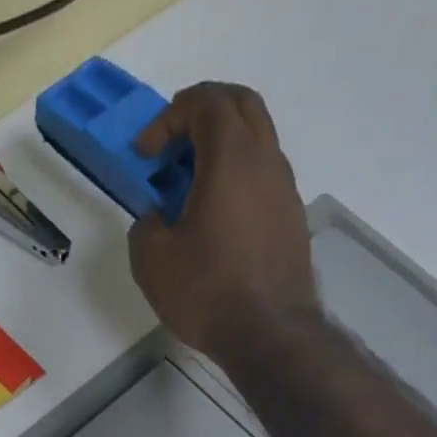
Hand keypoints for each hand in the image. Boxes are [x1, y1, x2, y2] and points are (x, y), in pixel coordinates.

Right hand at [127, 82, 320, 362]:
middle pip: (241, 105)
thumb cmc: (206, 291)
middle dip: (201, 114)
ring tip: (188, 188)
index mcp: (231, 159)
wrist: (268, 333)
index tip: (146, 155)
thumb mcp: (152, 259)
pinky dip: (236, 177)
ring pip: (256, 140)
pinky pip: (262, 176)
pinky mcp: (290, 219)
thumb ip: (145, 224)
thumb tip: (157, 218)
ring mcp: (285, 189)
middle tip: (171, 147)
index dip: (169, 117)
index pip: (206, 102)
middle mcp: (266, 161)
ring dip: (220, 148)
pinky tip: (214, 218)